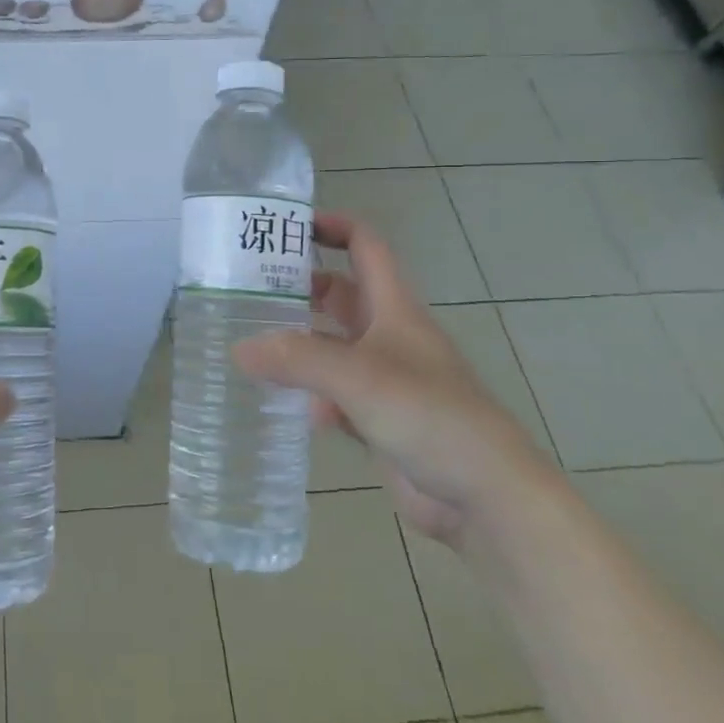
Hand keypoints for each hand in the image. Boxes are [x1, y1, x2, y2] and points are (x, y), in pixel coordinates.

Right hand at [233, 211, 552, 544]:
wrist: (485, 496)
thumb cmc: (430, 416)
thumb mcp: (359, 377)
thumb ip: (297, 359)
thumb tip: (238, 348)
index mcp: (394, 308)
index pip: (364, 246)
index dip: (332, 226)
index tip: (286, 227)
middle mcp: (389, 336)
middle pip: (340, 294)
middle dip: (299, 288)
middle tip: (248, 291)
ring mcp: (384, 378)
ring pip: (332, 347)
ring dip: (298, 345)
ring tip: (249, 344)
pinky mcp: (379, 418)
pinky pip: (334, 395)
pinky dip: (311, 395)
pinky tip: (287, 407)